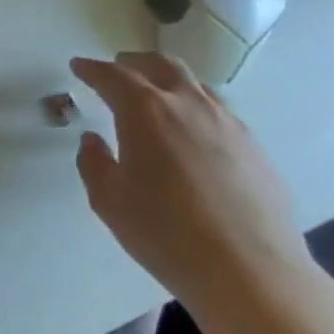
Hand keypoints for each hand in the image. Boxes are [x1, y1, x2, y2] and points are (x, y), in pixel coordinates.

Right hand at [70, 53, 317, 322]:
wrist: (250, 271)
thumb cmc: (164, 232)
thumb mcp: (108, 200)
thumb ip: (93, 162)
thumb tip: (94, 140)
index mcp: (146, 112)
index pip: (113, 76)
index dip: (92, 69)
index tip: (78, 67)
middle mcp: (189, 106)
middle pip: (161, 65)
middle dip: (135, 62)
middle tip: (118, 68)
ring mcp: (228, 125)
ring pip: (196, 86)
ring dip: (169, 82)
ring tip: (156, 97)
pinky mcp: (255, 149)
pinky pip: (219, 113)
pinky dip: (196, 109)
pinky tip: (191, 134)